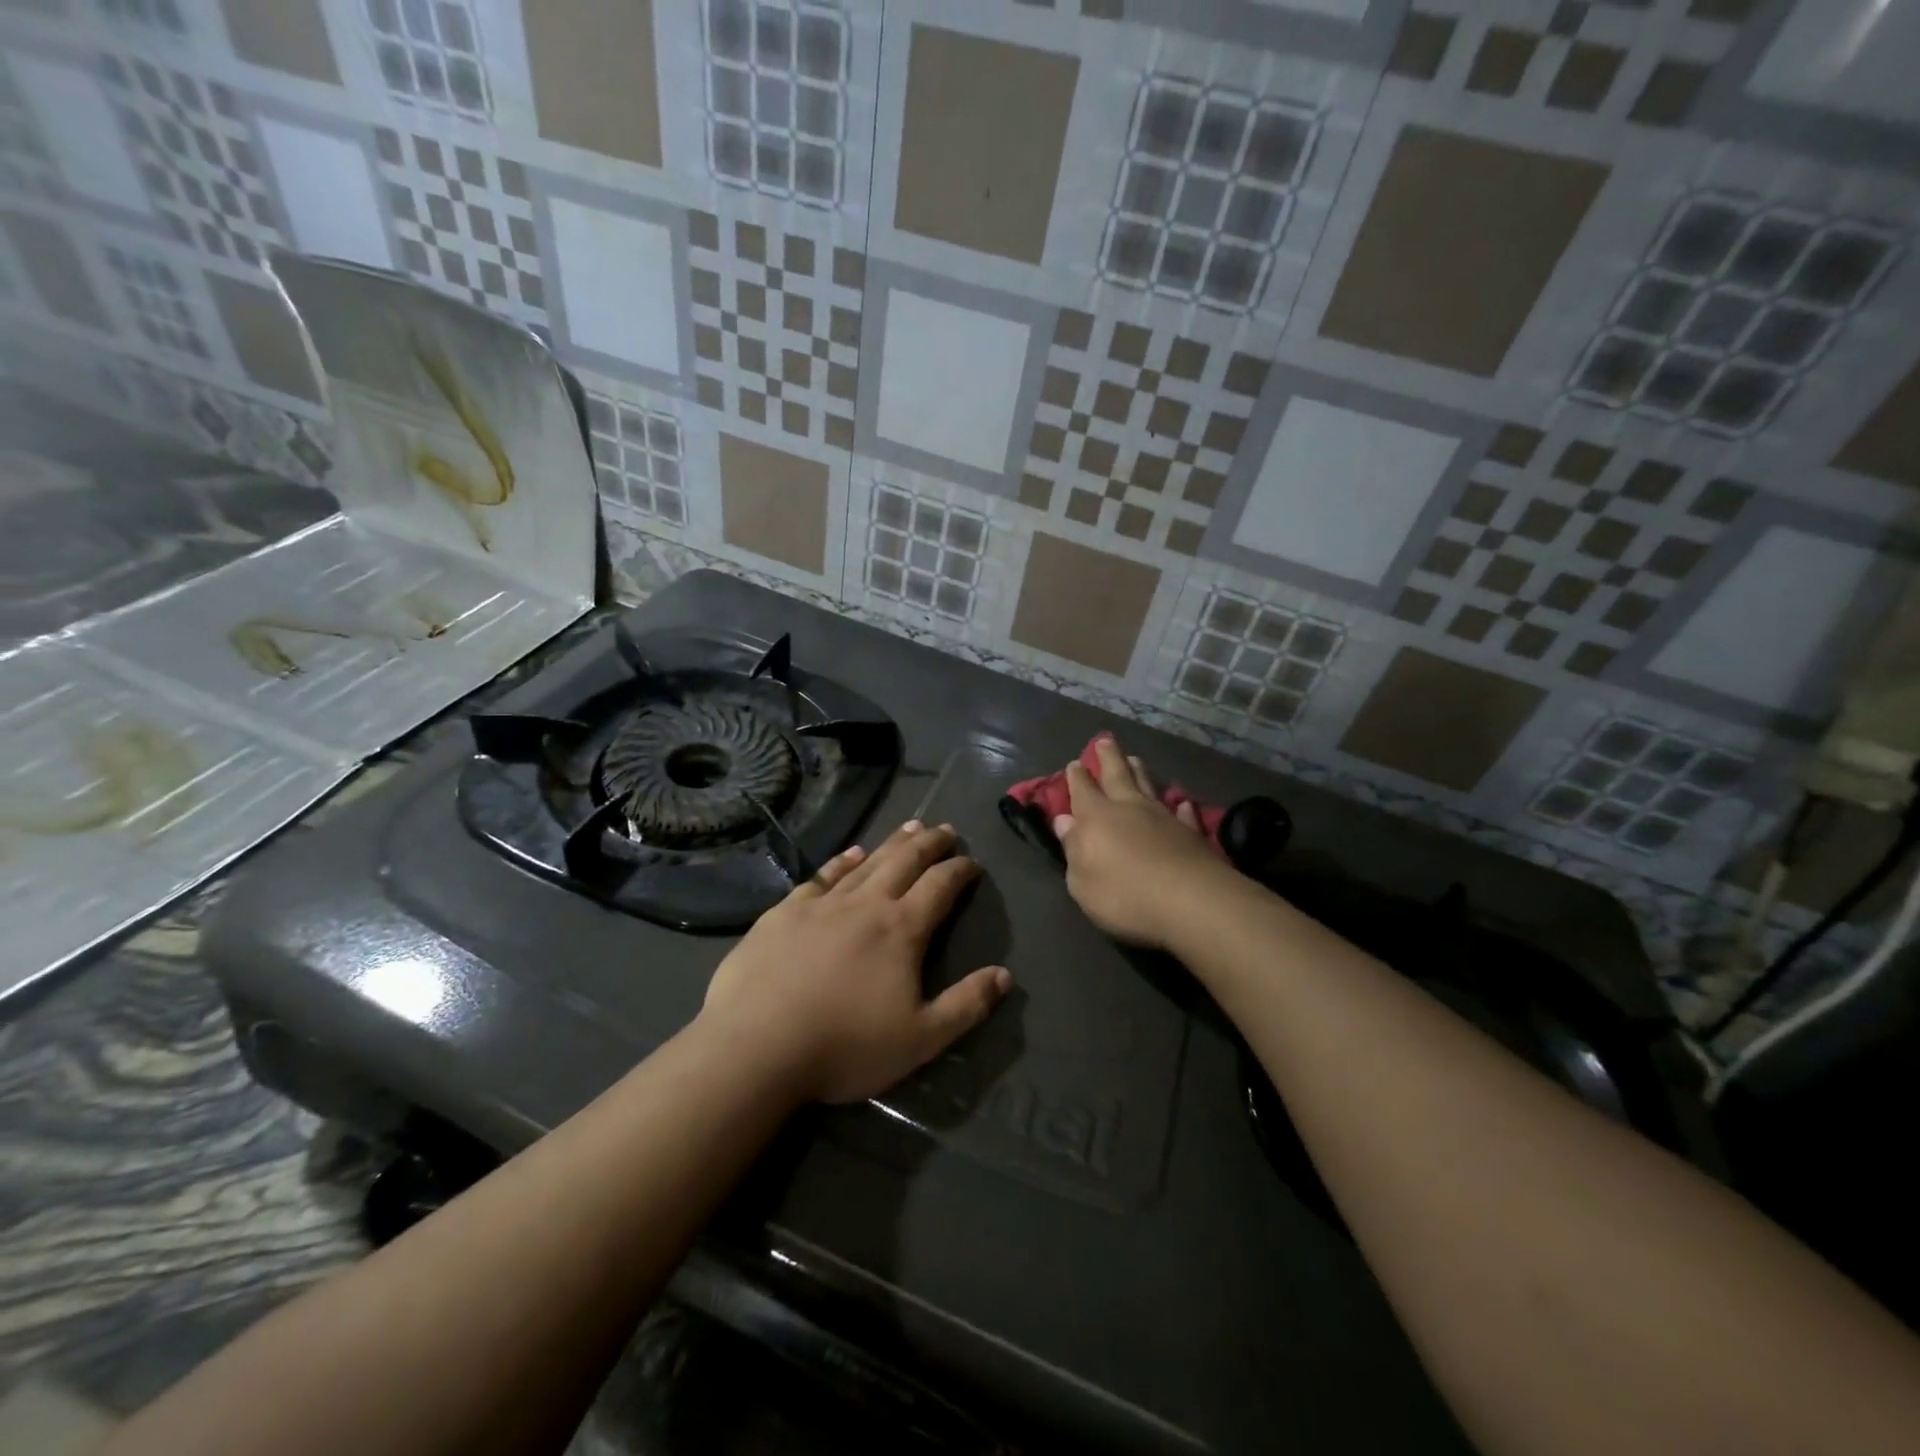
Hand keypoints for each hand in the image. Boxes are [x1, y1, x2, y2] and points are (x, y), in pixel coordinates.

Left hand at [699, 821, 1011, 1104]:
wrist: (757, 1046)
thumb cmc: (845, 1046)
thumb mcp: (920, 1039)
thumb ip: (966, 1005)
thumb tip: (1005, 975)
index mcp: (901, 930)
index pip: (940, 886)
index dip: (960, 870)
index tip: (973, 862)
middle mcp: (865, 904)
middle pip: (905, 862)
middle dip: (929, 843)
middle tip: (946, 828)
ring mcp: (822, 904)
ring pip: (866, 863)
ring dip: (892, 843)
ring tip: (909, 827)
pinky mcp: (784, 912)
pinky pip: (821, 876)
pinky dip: (841, 861)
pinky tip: (850, 854)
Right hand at [1053, 736, 1232, 949]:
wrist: (1190, 901)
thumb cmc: (1123, 895)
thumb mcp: (1082, 881)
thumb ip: (1073, 848)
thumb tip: (1064, 820)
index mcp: (1096, 817)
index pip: (1082, 790)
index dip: (1077, 776)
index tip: (1075, 763)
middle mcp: (1129, 808)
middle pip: (1117, 775)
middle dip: (1108, 758)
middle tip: (1104, 740)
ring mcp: (1164, 817)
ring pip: (1148, 786)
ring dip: (1140, 771)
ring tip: (1135, 758)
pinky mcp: (1192, 832)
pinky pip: (1184, 812)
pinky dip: (1180, 805)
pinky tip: (1182, 802)